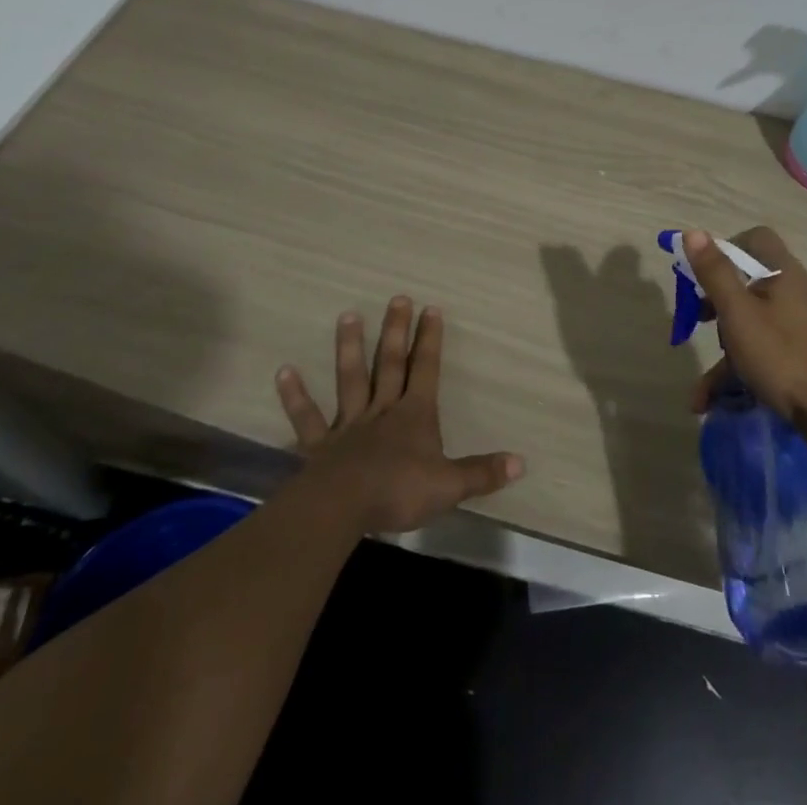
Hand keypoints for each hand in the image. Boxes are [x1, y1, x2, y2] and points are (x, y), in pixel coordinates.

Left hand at [275, 296, 524, 533]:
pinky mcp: (319, 445)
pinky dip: (295, 395)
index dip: (430, 340)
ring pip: (351, 379)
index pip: (426, 369)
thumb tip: (522, 462)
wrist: (342, 507)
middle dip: (396, 331)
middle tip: (397, 298)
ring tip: (347, 315)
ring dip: (349, 347)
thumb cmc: (399, 491)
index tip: (431, 308)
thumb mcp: (449, 485)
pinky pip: (307, 418)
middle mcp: (383, 410)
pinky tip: (284, 371)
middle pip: (390, 364)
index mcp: (415, 415)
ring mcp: (349, 425)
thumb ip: (482, 472)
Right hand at [684, 228, 806, 451]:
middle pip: (750, 285)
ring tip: (700, 394)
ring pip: (755, 327)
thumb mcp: (739, 315)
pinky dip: (743, 373)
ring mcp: (806, 328)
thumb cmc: (786, 358)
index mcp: (785, 273)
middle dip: (716, 307)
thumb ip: (715, 273)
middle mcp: (798, 293)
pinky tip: (717, 404)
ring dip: (724, 355)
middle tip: (693, 324)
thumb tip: (693, 231)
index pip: (755, 239)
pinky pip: (768, 355)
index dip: (726, 249)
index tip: (702, 275)